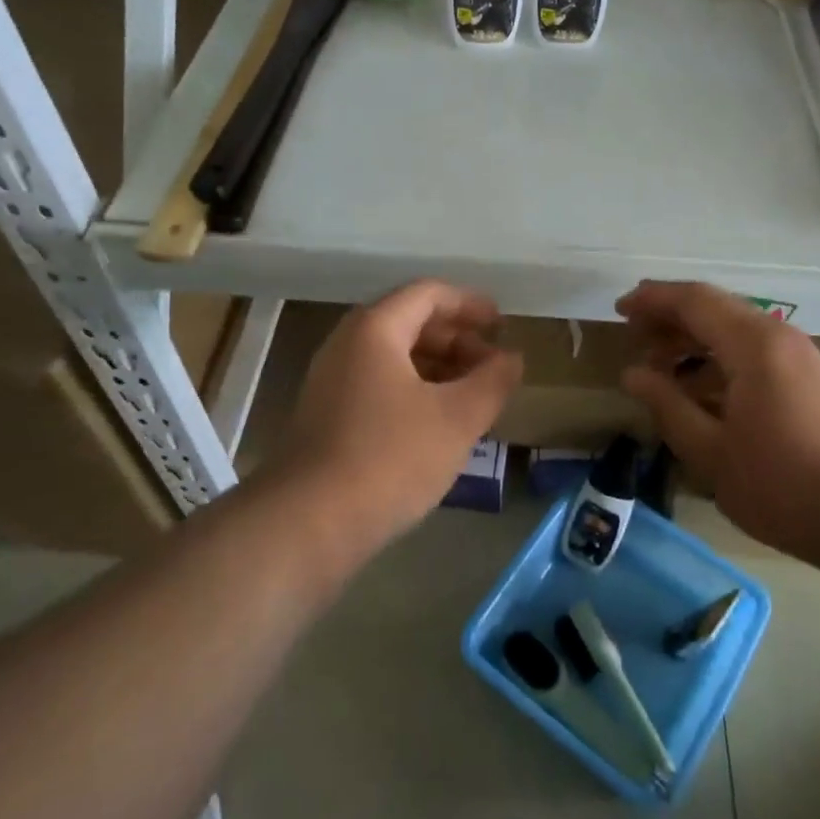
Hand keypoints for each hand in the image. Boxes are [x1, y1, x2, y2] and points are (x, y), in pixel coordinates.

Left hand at [278, 280, 521, 542]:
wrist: (307, 524)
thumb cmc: (390, 458)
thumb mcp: (457, 418)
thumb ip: (493, 381)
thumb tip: (512, 357)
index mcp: (375, 329)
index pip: (428, 294)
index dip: (470, 304)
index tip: (502, 324)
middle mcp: (348, 345)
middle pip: (410, 322)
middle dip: (457, 339)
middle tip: (492, 365)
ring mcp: (332, 382)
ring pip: (395, 357)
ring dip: (439, 368)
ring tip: (474, 396)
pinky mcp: (328, 417)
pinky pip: (380, 385)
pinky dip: (416, 390)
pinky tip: (439, 424)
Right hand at [616, 281, 819, 555]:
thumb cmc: (785, 485)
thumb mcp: (711, 452)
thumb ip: (667, 406)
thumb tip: (633, 373)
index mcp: (752, 344)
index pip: (693, 299)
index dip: (652, 300)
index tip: (618, 310)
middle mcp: (776, 335)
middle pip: (714, 307)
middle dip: (669, 316)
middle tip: (633, 337)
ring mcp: (797, 354)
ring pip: (733, 327)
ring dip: (693, 338)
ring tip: (659, 365)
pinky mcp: (808, 376)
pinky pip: (751, 348)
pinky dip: (718, 356)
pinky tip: (699, 388)